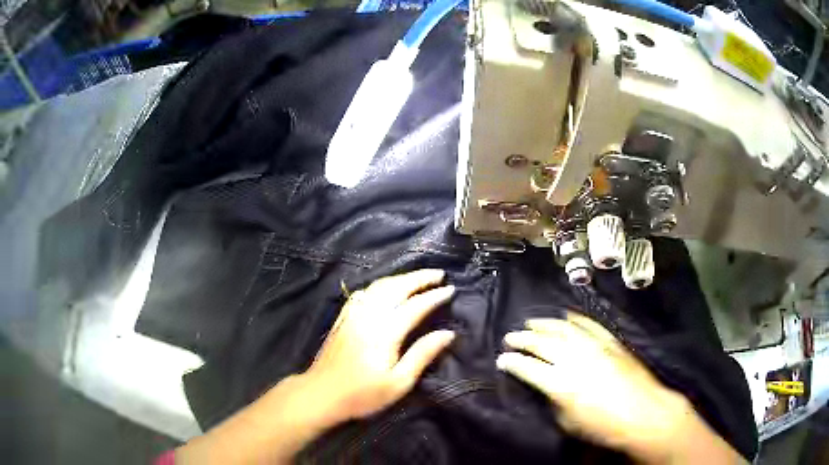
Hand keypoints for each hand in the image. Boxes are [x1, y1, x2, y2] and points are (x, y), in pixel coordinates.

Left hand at [303, 268, 455, 422]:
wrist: (321, 394)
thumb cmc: (362, 394)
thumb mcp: (398, 383)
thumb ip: (422, 355)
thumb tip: (448, 333)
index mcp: (385, 332)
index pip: (415, 306)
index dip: (434, 296)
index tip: (451, 289)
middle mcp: (368, 316)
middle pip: (396, 287)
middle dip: (419, 278)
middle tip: (439, 274)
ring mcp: (353, 314)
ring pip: (379, 286)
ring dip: (401, 278)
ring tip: (419, 277)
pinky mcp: (342, 318)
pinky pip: (363, 292)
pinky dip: (380, 285)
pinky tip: (385, 288)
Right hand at [496, 312, 743, 463]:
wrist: (644, 412)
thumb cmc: (604, 426)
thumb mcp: (569, 423)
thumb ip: (554, 401)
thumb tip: (547, 387)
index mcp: (560, 383)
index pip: (528, 367)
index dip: (512, 362)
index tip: (502, 359)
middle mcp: (574, 359)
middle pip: (542, 343)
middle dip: (523, 339)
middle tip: (510, 337)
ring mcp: (594, 346)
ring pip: (563, 328)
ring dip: (544, 324)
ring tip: (531, 322)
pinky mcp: (610, 341)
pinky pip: (589, 324)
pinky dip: (575, 319)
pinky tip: (566, 316)